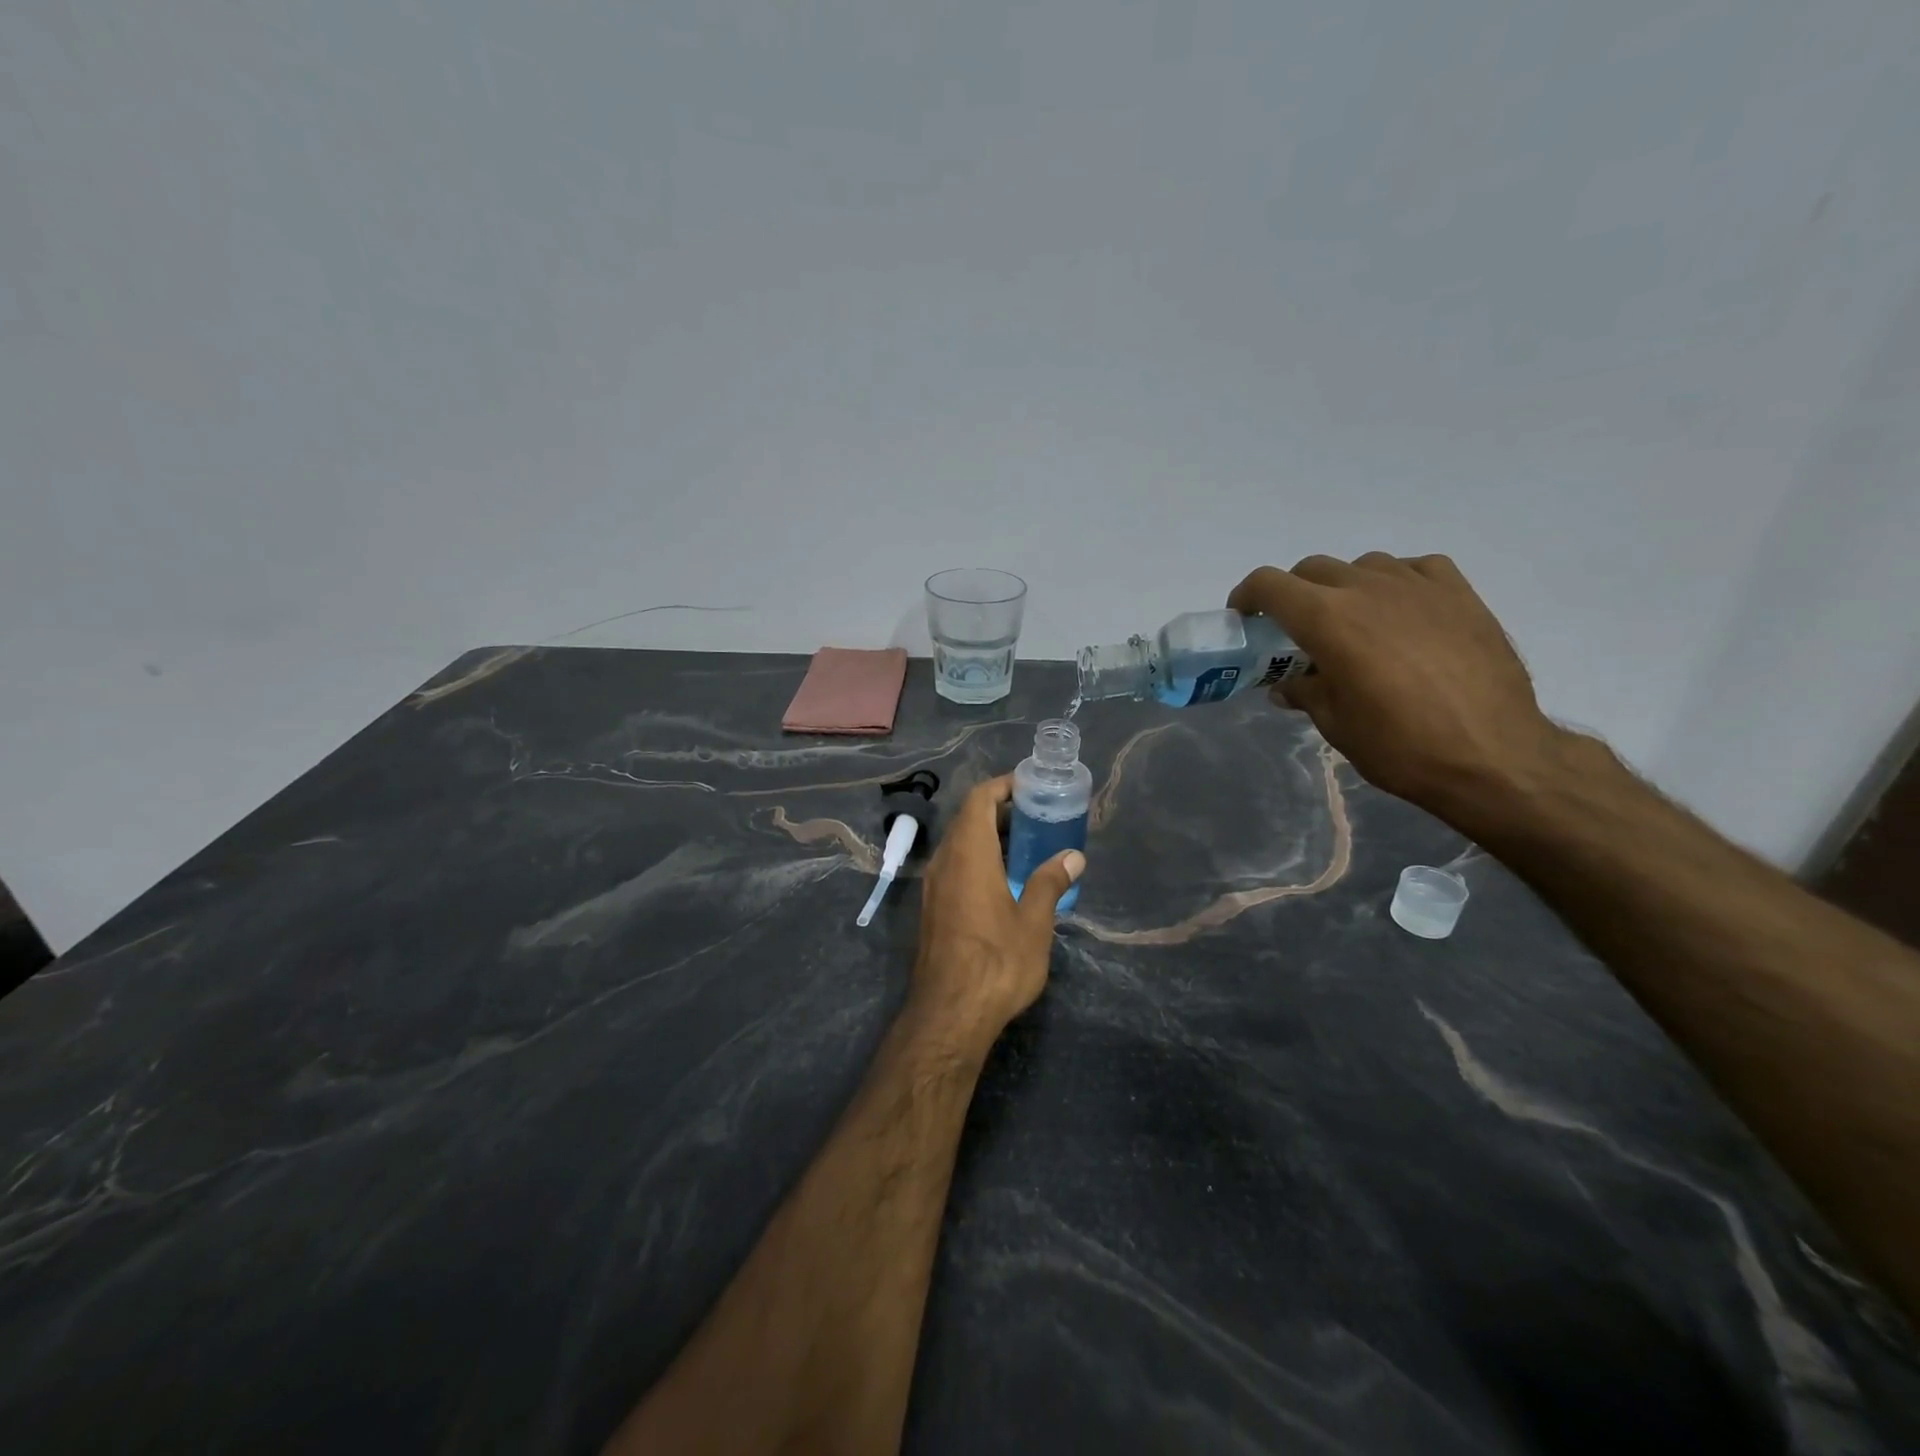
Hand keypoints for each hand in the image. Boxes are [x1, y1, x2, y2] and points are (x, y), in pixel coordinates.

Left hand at [908, 776, 1083, 1055]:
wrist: (948, 1013)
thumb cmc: (996, 962)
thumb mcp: (1034, 922)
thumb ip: (1050, 883)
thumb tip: (1072, 857)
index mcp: (968, 854)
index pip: (979, 799)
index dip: (1003, 786)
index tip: (1030, 786)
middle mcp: (944, 861)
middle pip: (968, 819)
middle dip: (1000, 811)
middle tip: (1037, 816)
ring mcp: (933, 886)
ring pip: (959, 844)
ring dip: (989, 837)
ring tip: (1027, 846)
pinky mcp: (932, 908)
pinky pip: (954, 867)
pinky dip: (978, 860)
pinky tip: (1004, 880)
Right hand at [1228, 554, 1568, 816]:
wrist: (1494, 756)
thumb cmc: (1399, 746)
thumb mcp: (1335, 724)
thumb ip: (1305, 693)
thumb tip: (1289, 685)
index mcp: (1327, 619)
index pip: (1268, 584)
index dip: (1247, 596)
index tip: (1245, 618)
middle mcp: (1367, 588)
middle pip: (1312, 569)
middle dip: (1293, 594)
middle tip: (1296, 630)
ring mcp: (1418, 585)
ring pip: (1363, 566)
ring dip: (1345, 587)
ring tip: (1354, 623)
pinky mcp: (1460, 593)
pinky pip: (1415, 569)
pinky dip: (1397, 583)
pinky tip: (1403, 612)